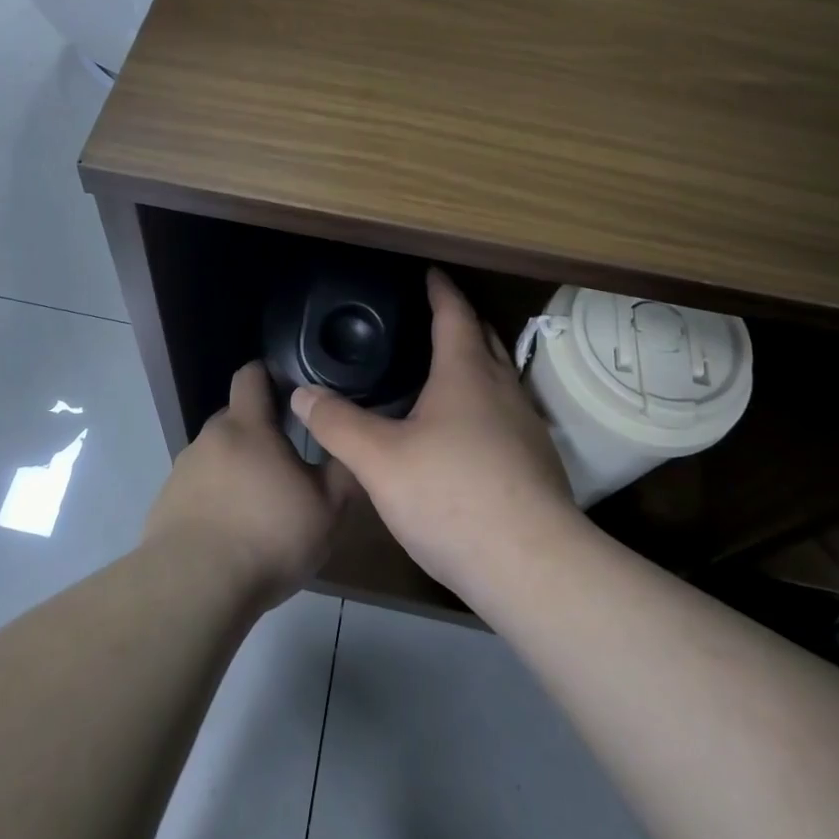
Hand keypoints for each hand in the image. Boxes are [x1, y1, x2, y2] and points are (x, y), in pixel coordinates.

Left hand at [144, 361, 353, 607]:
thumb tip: (353, 444)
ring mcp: (182, 471)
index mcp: (247, 426)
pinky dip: (215, 500)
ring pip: (217, 456)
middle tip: (288, 463)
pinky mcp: (166, 505)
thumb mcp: (327, 509)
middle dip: (259, 432)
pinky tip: (231, 535)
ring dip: (237, 470)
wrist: (194, 587)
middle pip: (235, 418)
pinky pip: (197, 490)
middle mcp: (209, 438)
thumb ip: (344, 470)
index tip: (291, 393)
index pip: (251, 375)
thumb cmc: (268, 537)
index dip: (269, 375)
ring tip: (260, 507)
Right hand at [291, 269, 577, 600]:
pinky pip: (505, 412)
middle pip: (484, 339)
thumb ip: (338, 424)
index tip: (429, 272)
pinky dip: (483, 402)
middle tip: (429, 317)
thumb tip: (302, 394)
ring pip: (499, 377)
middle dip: (460, 321)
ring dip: (475, 362)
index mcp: (466, 374)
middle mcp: (502, 389)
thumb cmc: (451, 496)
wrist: (531, 566)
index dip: (439, 290)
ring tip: (442, 369)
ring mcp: (526, 425)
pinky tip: (463, 431)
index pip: (454, 314)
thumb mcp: (379, 460)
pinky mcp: (536, 460)